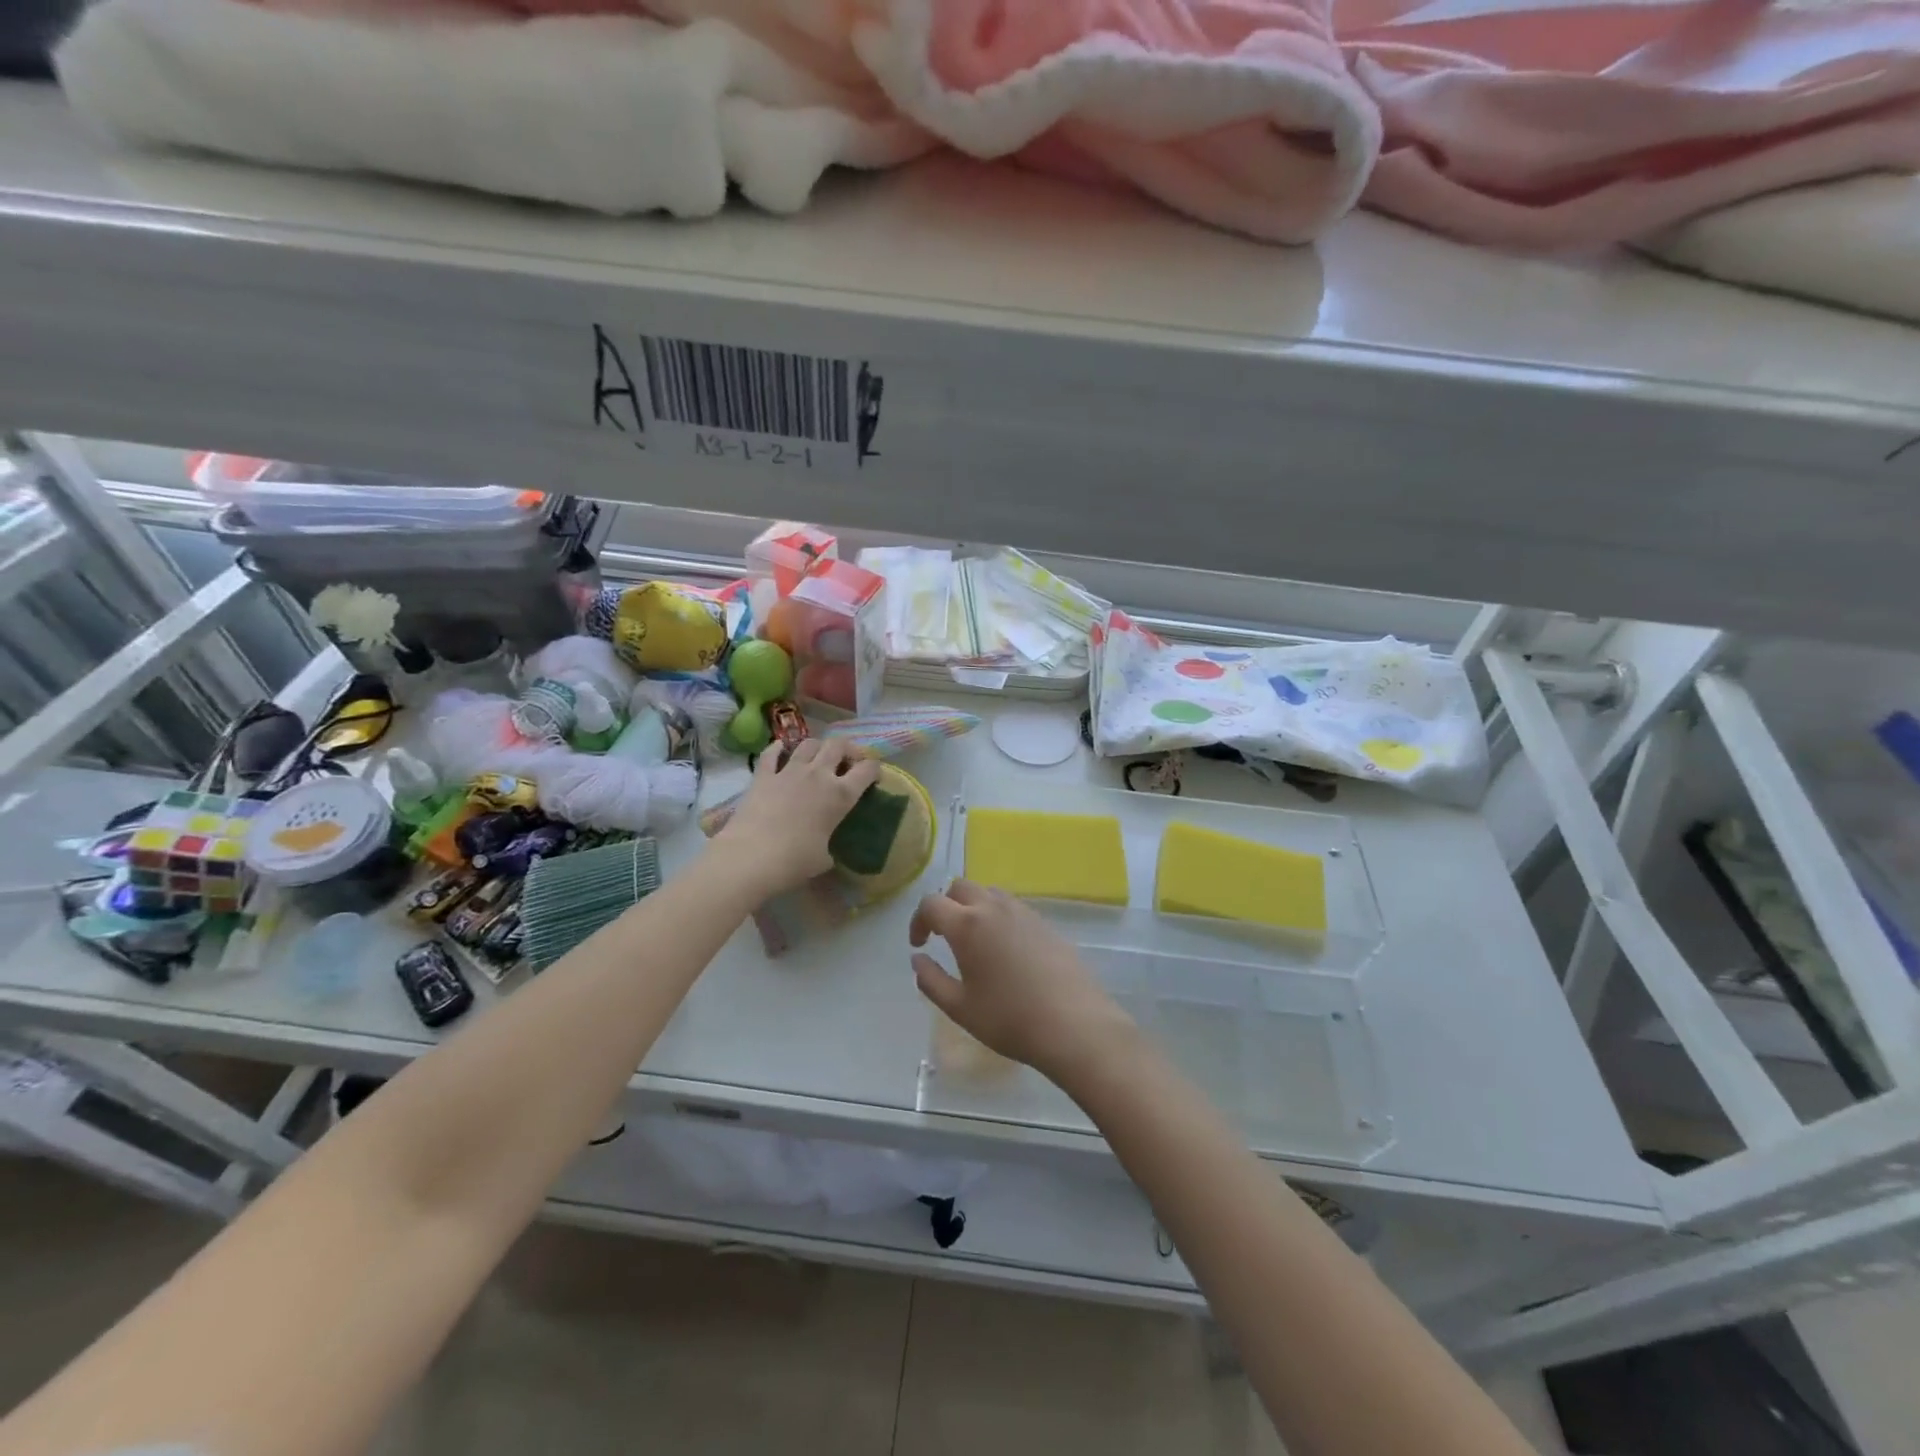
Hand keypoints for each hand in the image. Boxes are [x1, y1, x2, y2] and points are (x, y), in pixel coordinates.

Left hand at [714, 738, 878, 897]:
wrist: (751, 857)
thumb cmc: (794, 861)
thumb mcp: (823, 859)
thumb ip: (828, 847)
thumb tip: (824, 851)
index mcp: (840, 795)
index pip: (867, 769)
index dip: (874, 768)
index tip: (874, 775)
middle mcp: (818, 775)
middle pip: (838, 745)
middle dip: (847, 749)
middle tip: (848, 761)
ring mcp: (789, 771)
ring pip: (809, 743)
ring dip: (818, 746)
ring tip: (818, 757)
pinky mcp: (763, 775)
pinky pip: (772, 752)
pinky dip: (778, 748)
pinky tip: (781, 750)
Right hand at [909, 880, 1135, 1082]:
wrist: (1074, 1024)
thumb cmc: (1009, 1019)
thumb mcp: (960, 1008)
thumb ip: (931, 980)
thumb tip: (918, 959)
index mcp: (967, 925)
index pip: (931, 903)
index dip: (918, 920)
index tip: (920, 945)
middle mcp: (994, 908)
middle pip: (960, 887)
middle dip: (945, 906)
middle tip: (943, 936)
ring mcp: (1023, 912)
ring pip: (989, 892)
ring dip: (973, 906)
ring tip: (974, 940)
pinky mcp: (1045, 922)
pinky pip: (1012, 906)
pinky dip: (997, 915)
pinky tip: (1004, 948)